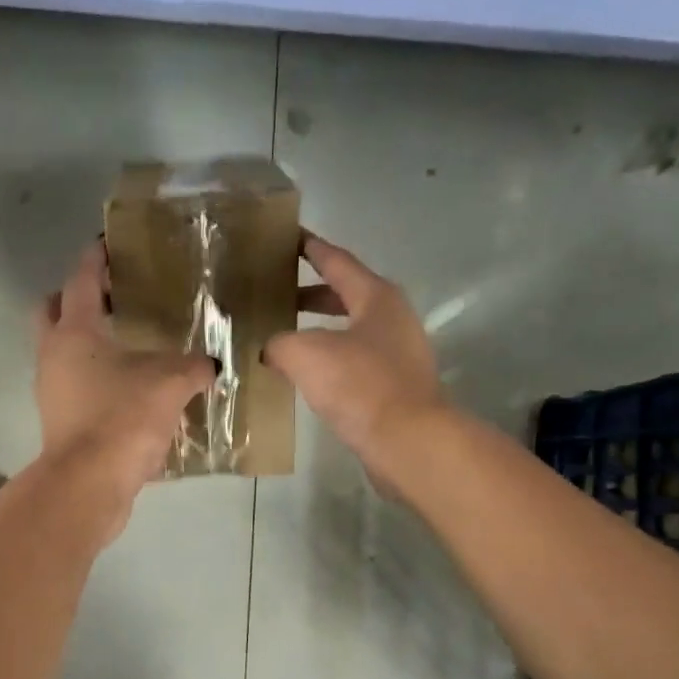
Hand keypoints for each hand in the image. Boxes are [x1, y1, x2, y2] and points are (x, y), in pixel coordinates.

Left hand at [34, 241, 214, 532]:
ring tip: (129, 343)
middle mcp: (54, 354)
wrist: (88, 485)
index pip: (82, 280)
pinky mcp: (60, 420)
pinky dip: (96, 377)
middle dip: (77, 298)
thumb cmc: (122, 418)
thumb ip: (193, 367)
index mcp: (75, 332)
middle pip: (53, 310)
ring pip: (63, 350)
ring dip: (88, 341)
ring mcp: (52, 390)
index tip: (109, 242)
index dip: (97, 258)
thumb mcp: (170, 384)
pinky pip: (75, 385)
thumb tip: (209, 365)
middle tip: (114, 297)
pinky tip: (130, 387)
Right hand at [263, 231, 445, 486]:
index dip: (310, 248)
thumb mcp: (305, 354)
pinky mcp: (394, 386)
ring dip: (317, 330)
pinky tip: (304, 374)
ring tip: (282, 335)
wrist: (407, 440)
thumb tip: (271, 350)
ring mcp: (397, 353)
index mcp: (376, 297)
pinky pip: (353, 361)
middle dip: (309, 294)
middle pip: (345, 295)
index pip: (337, 261)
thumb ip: (279, 343)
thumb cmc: (359, 384)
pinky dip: (327, 359)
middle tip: (274, 292)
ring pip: (348, 330)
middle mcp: (392, 318)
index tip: (288, 237)